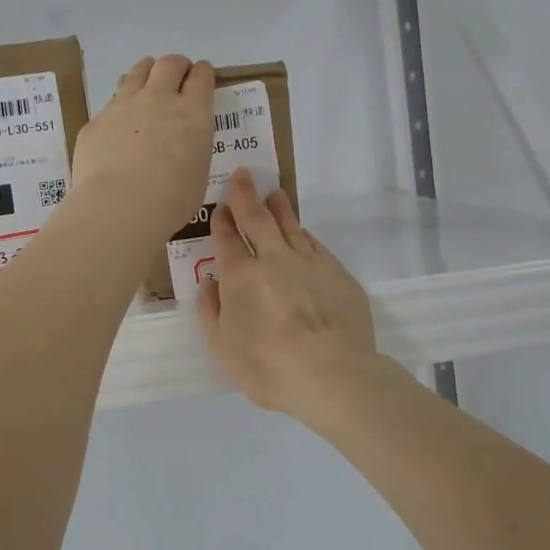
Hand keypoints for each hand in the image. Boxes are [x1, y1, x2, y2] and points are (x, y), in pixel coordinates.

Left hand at [70, 55, 214, 239]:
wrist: (119, 206)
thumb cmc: (171, 199)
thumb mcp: (197, 172)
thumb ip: (191, 148)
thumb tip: (181, 145)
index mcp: (192, 113)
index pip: (201, 77)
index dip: (203, 72)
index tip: (202, 73)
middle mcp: (159, 99)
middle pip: (169, 65)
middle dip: (176, 65)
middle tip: (177, 73)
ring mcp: (123, 105)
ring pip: (136, 73)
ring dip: (145, 71)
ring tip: (147, 76)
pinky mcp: (96, 121)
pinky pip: (111, 102)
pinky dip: (120, 103)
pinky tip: (119, 118)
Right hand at [196, 169, 378, 417]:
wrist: (332, 374)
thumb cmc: (268, 366)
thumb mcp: (223, 348)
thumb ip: (211, 312)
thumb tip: (211, 285)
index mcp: (241, 276)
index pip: (227, 239)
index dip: (222, 221)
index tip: (221, 206)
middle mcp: (274, 260)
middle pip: (258, 219)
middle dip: (247, 196)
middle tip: (244, 176)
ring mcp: (310, 263)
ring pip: (291, 226)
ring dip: (279, 208)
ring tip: (275, 194)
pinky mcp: (338, 274)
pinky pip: (315, 245)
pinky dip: (304, 235)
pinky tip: (303, 233)